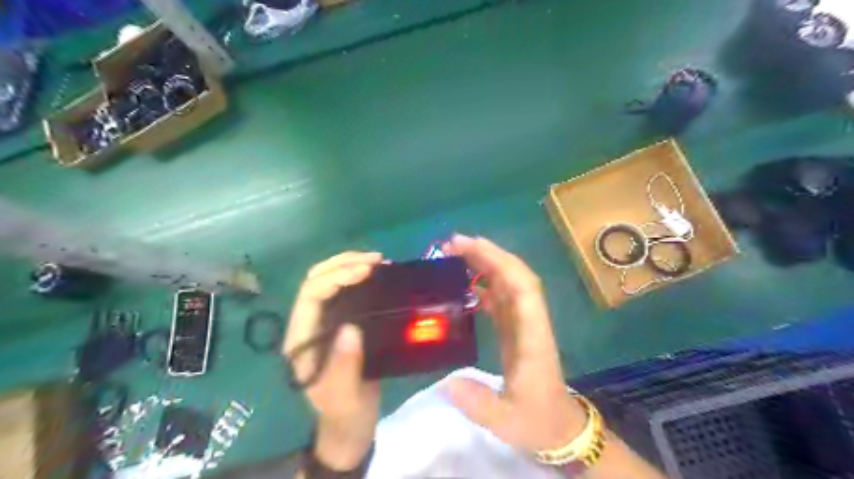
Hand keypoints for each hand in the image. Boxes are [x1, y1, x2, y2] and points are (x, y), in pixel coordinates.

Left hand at [283, 253, 381, 468]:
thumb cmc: (345, 412)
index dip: (336, 277)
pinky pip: (345, 291)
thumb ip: (344, 367)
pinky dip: (359, 276)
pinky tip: (378, 274)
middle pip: (316, 280)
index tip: (367, 271)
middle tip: (376, 260)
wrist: (350, 425)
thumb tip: (351, 328)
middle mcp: (308, 325)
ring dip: (350, 265)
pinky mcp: (340, 322)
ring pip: (328, 281)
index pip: (310, 295)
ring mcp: (323, 322)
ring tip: (379, 261)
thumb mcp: (345, 397)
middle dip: (343, 263)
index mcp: (302, 339)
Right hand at [440, 235, 587, 452]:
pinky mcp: (516, 330)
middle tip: (453, 244)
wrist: (559, 428)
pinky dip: (484, 284)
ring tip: (454, 255)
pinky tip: (465, 283)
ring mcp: (523, 324)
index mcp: (533, 336)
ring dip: (484, 264)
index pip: (523, 288)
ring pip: (508, 283)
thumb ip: (479, 404)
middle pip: (515, 276)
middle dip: (487, 254)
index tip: (471, 246)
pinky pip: (501, 298)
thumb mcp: (507, 421)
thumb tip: (447, 383)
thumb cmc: (537, 422)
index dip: (500, 262)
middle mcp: (530, 322)